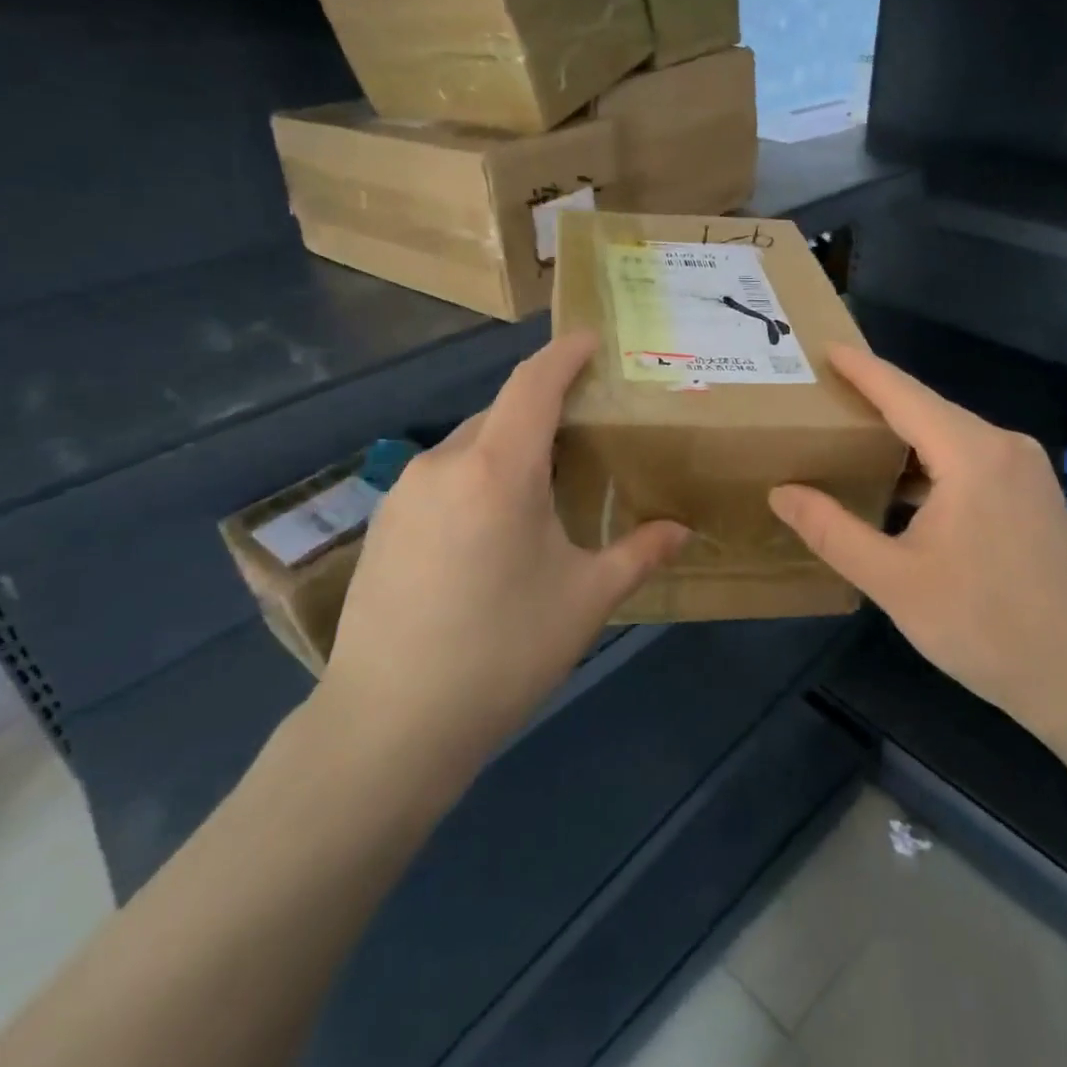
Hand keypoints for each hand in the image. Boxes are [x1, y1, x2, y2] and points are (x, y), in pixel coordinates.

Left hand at [317, 335, 688, 764]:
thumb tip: (683, 531)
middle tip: (584, 432)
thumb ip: (639, 553)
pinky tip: (491, 528)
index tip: (589, 340)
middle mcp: (445, 464)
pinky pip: (442, 478)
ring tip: (542, 486)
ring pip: (469, 446)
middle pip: (502, 413)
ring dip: (508, 448)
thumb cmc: (503, 652)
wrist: (390, 725)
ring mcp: (405, 493)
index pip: (533, 384)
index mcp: (498, 469)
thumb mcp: (586, 600)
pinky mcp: (383, 524)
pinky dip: (476, 478)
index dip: (563, 354)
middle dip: (543, 409)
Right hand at [769, 346, 1066, 737]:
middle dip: (877, 400)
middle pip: (928, 411)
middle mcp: (1006, 448)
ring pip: (952, 438)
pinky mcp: (1035, 499)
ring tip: (852, 435)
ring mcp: (1028, 474)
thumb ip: (832, 531)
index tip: (824, 347)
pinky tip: (902, 485)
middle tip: (824, 394)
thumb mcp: (894, 581)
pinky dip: (931, 464)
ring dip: (903, 436)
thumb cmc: (985, 626)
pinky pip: (972, 462)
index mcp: (973, 454)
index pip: (904, 394)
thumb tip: (782, 492)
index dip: (861, 370)